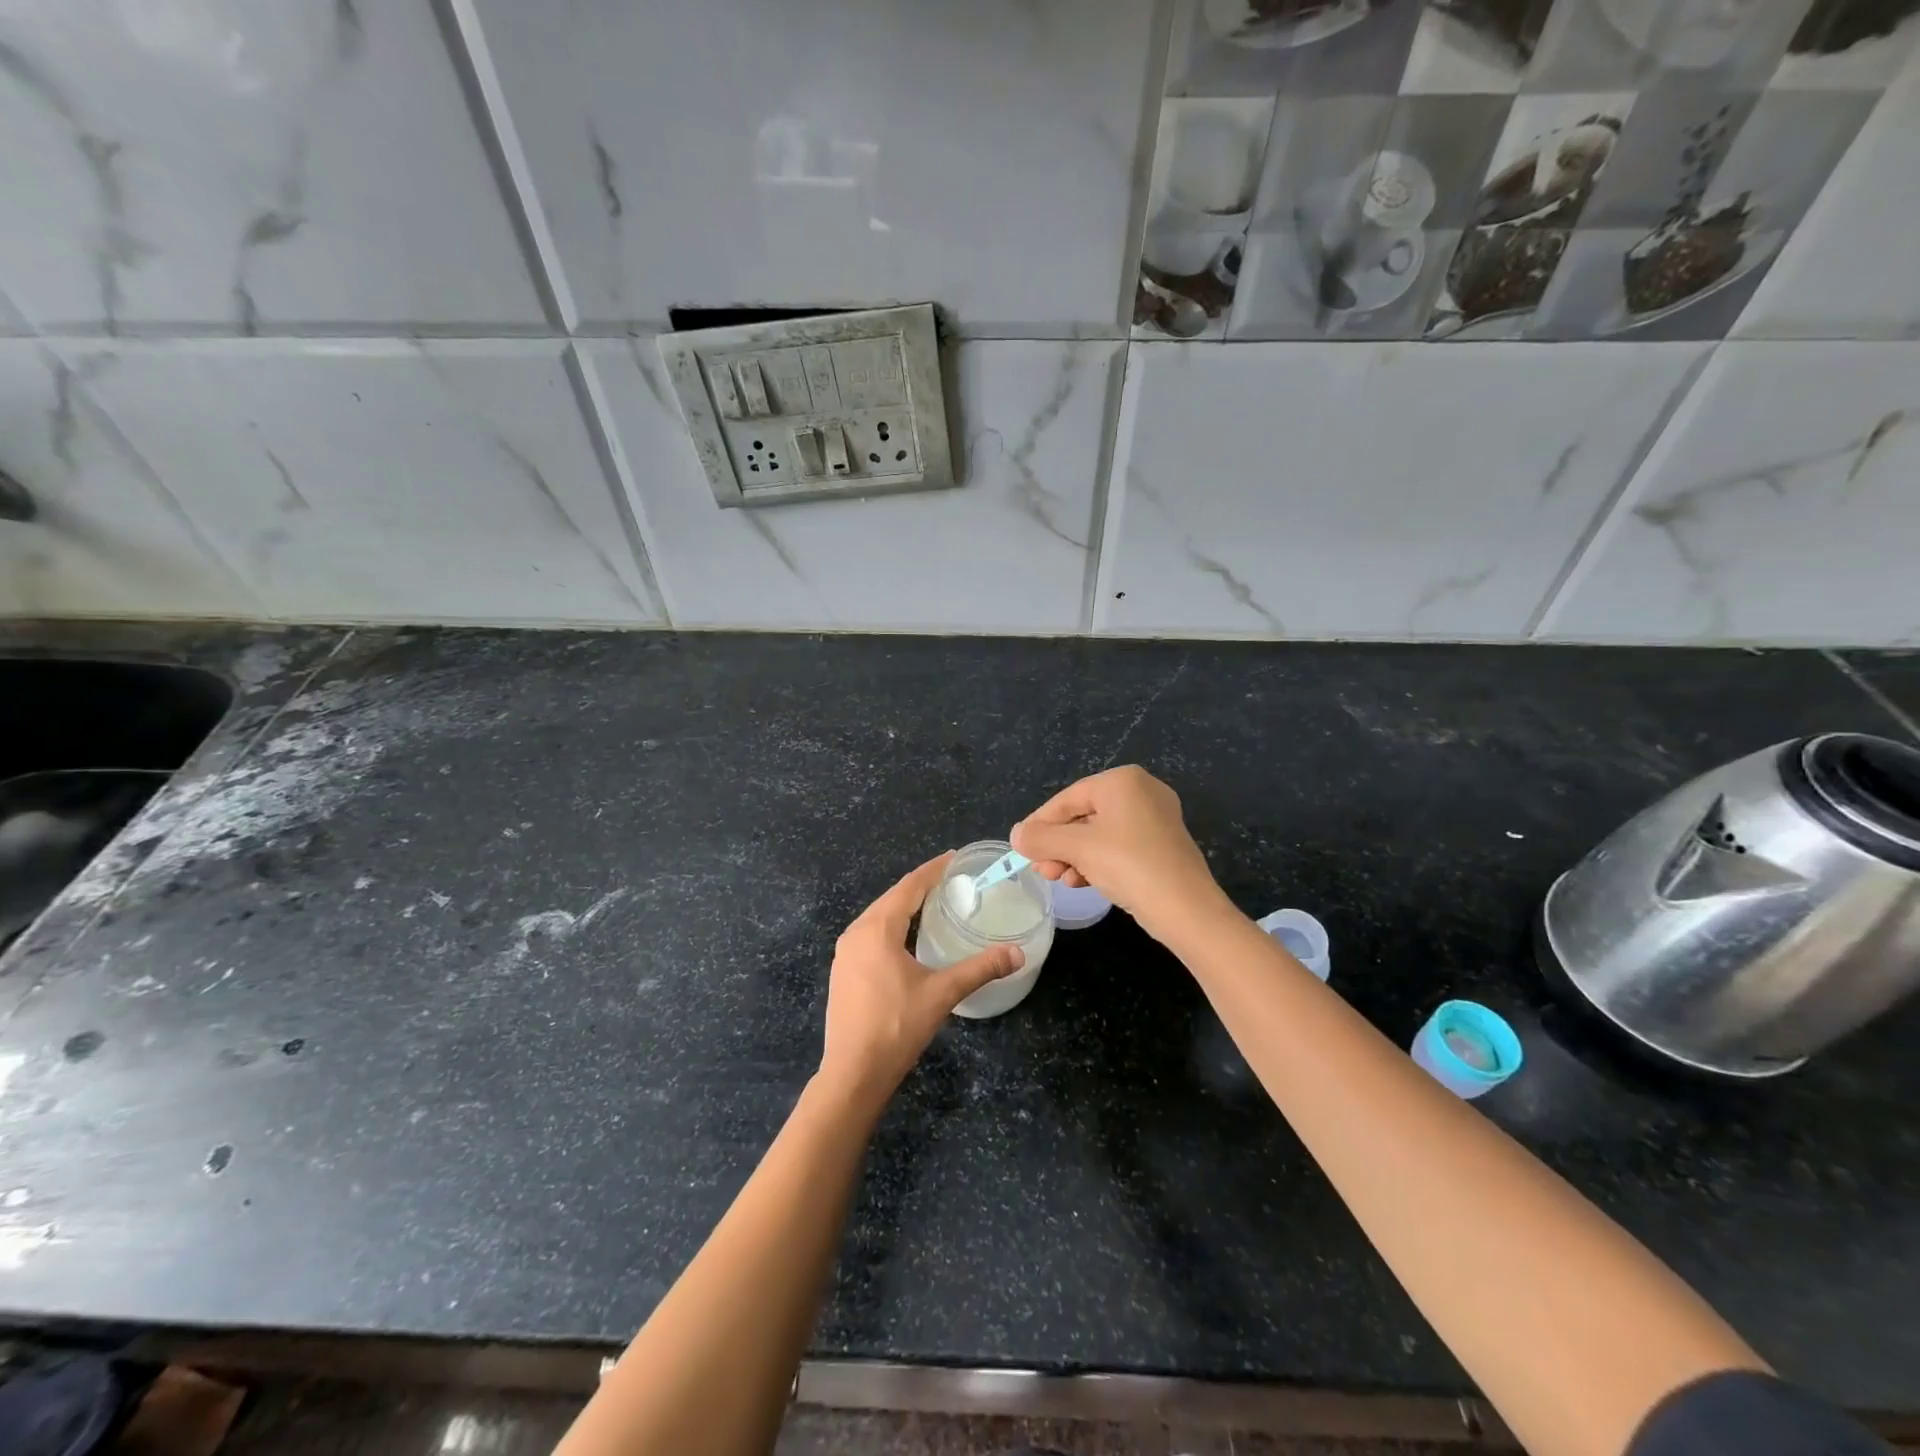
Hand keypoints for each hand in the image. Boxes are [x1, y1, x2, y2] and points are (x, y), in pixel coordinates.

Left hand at [818, 852, 1022, 1105]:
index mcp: (877, 929)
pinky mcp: (843, 971)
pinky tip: (907, 937)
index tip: (954, 857)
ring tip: (932, 902)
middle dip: (920, 885)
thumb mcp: (942, 994)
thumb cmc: (896, 1027)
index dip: (933, 870)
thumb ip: (980, 969)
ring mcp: (845, 953)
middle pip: (891, 898)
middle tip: (950, 878)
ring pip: (879, 916)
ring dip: (904, 906)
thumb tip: (1017, 954)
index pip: (909, 887)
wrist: (853, 1073)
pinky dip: (892, 926)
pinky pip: (870, 934)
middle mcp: (856, 933)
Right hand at [1010, 765, 1227, 944]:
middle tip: (1041, 870)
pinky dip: (1096, 862)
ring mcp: (1154, 818)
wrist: (1187, 909)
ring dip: (1073, 856)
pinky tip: (1081, 882)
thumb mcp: (1078, 848)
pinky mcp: (1160, 844)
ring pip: (1098, 834)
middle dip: (1058, 845)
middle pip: (1082, 816)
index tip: (1021, 847)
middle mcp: (1141, 791)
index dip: (1040, 824)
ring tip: (1059, 880)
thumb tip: (1016, 835)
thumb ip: (1041, 837)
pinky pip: (1117, 846)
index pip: (1067, 798)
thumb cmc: (1128, 865)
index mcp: (1122, 781)